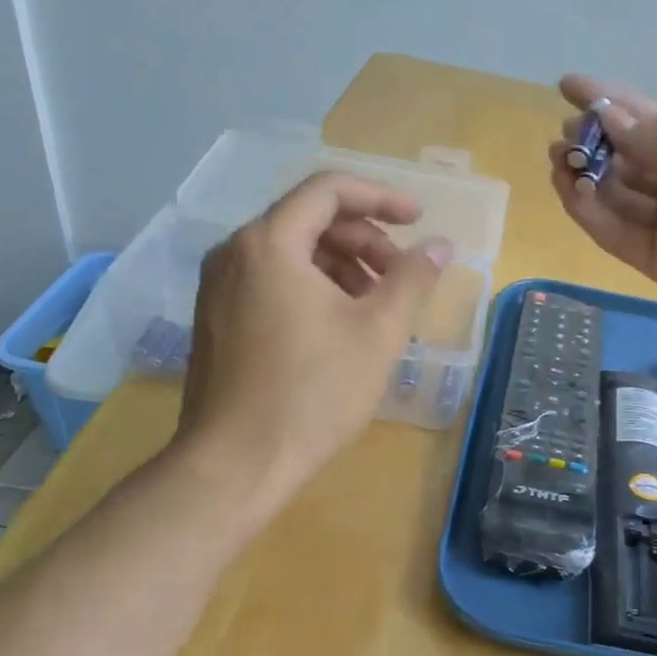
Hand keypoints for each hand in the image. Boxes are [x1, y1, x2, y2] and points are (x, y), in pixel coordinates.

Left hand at [175, 171, 449, 500]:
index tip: (418, 220)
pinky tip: (341, 328)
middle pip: (309, 220)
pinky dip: (313, 288)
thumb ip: (413, 279)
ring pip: (292, 254)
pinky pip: (272, 282)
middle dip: (365, 240)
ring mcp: (218, 288)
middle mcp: (234, 253)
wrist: (235, 465)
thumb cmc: (313, 393)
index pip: (329, 191)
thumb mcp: (378, 332)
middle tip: (403, 276)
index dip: (381, 197)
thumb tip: (440, 246)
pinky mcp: (216, 320)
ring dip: (342, 267)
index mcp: (269, 243)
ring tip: (378, 308)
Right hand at [547, 75, 656, 341]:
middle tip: (564, 136)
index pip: (649, 123)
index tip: (568, 86)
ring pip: (616, 200)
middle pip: (627, 162)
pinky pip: (619, 236)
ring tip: (559, 160)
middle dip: (593, 144)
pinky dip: (591, 216)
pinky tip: (571, 192)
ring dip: (585, 179)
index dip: (609, 103)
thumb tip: (608, 119)